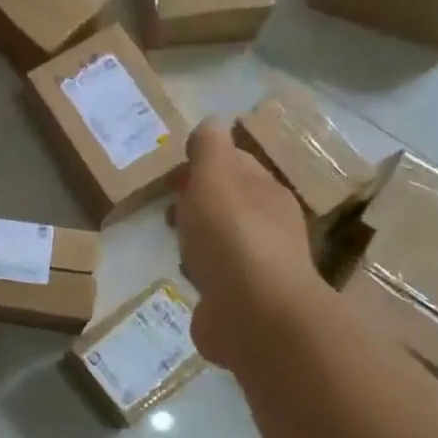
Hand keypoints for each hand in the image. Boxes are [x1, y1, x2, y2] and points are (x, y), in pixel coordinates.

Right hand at [174, 119, 322, 367]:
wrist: (253, 314)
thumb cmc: (232, 236)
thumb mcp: (215, 176)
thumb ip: (210, 147)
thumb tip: (211, 123)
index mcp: (266, 191)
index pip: (237, 164)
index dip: (205, 162)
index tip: (173, 174)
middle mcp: (269, 226)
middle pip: (230, 202)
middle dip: (199, 200)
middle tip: (168, 207)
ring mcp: (258, 266)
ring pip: (223, 240)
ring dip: (199, 237)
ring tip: (173, 242)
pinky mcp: (242, 301)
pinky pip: (217, 277)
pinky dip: (201, 272)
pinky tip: (187, 277)